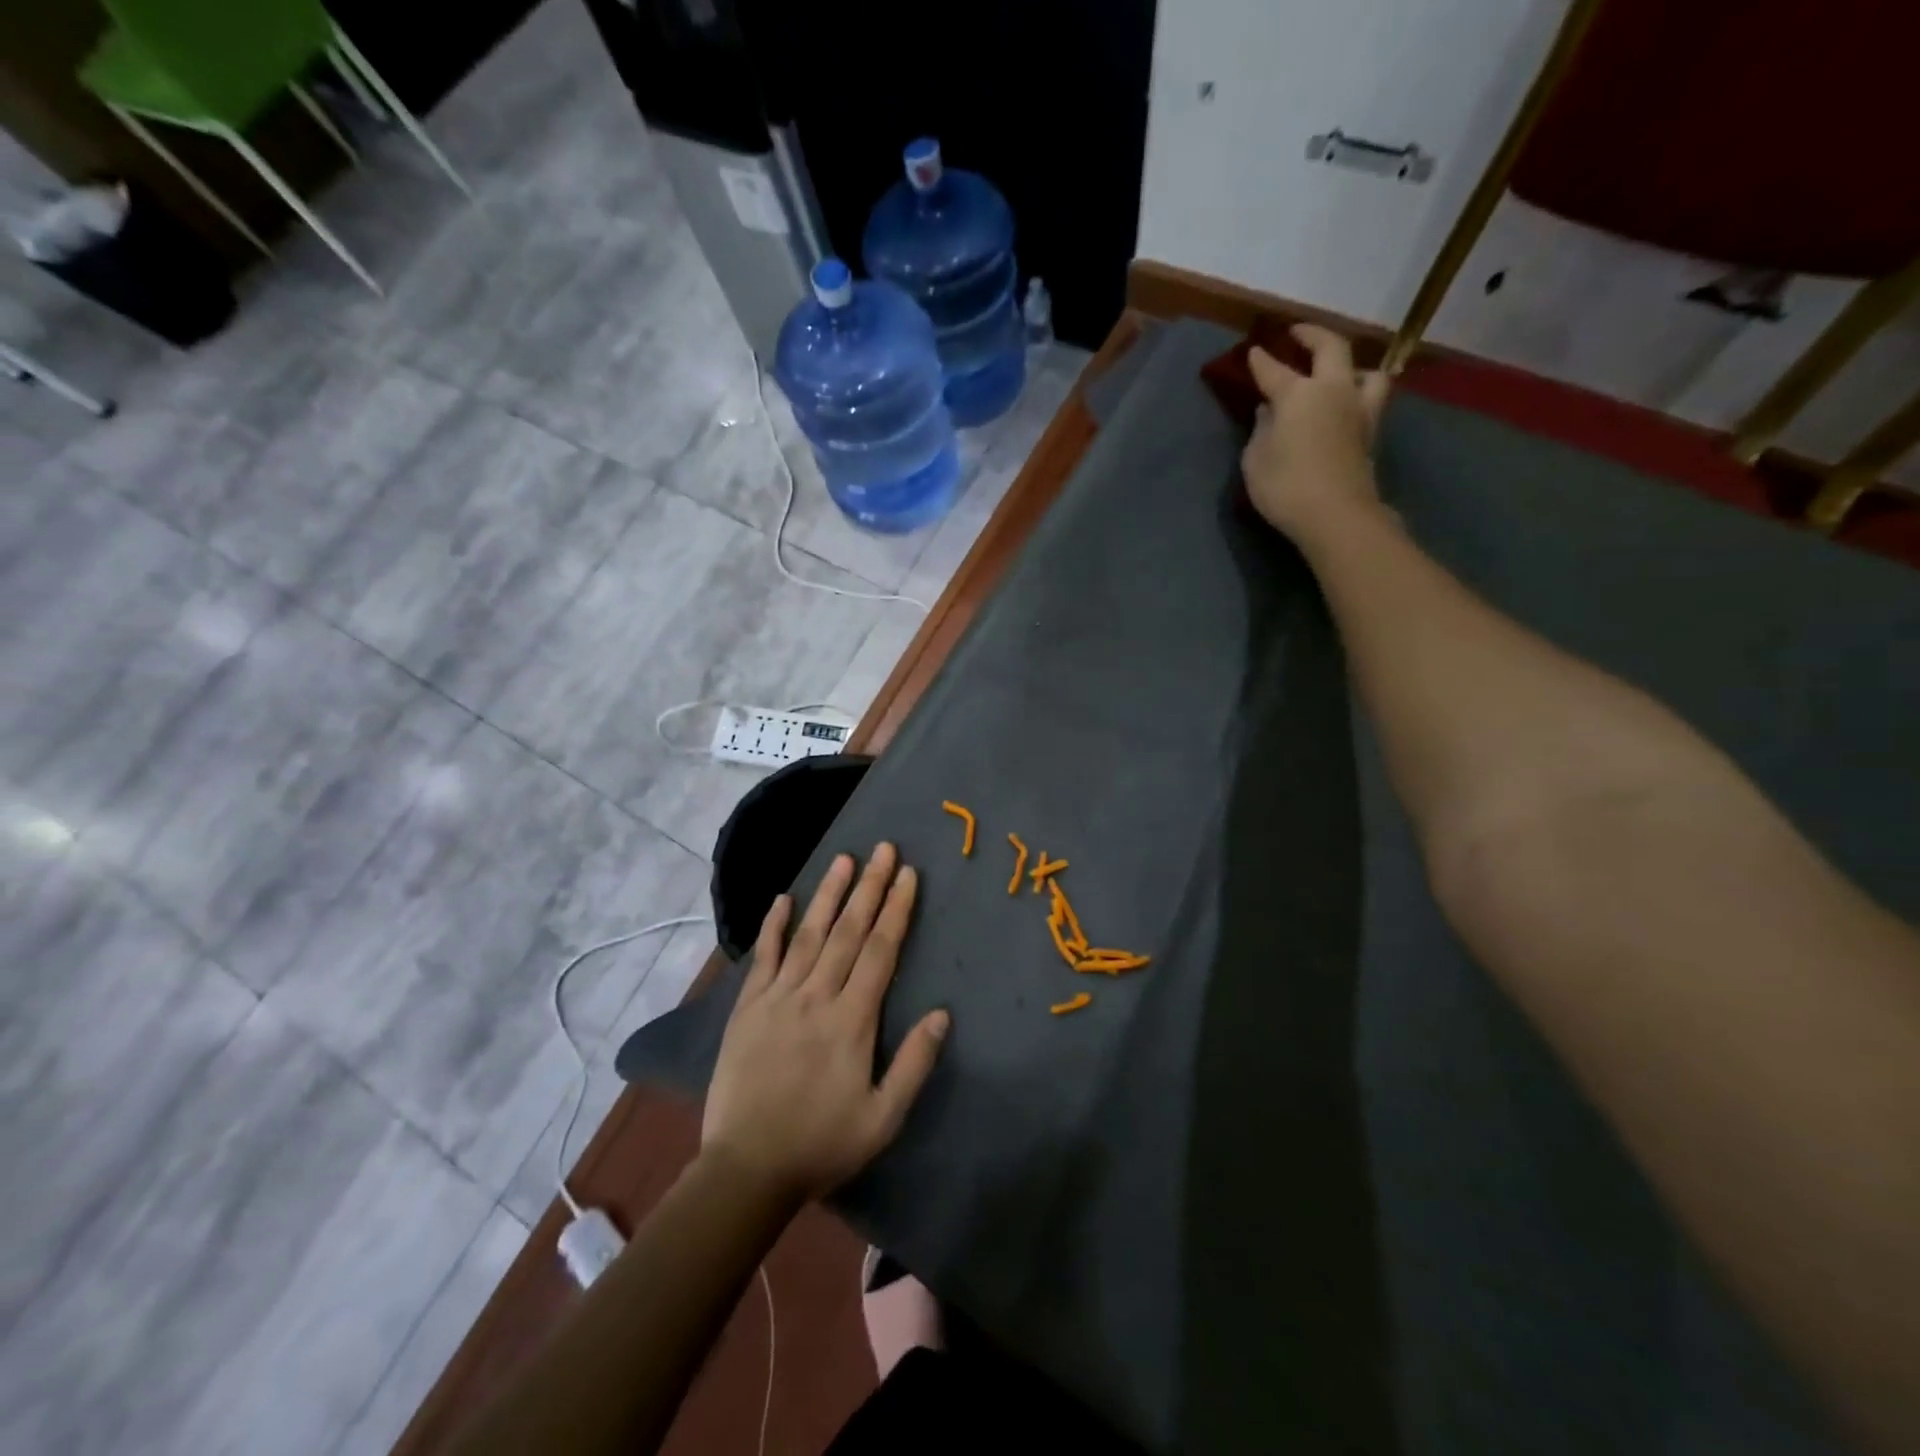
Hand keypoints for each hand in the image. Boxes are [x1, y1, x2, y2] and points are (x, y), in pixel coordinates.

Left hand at [701, 844, 949, 1203]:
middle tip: (883, 848)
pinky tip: (784, 898)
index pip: (880, 950)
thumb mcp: (882, 1118)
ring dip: (828, 894)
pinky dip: (774, 926)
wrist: (746, 1170)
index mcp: (852, 1020)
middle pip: (849, 931)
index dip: (896, 909)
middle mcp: (816, 996)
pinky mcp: (748, 1008)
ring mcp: (778, 998)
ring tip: (843, 859)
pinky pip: (763, 957)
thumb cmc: (821, 1144)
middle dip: (869, 887)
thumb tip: (942, 1014)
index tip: (907, 874)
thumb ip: (913, 1064)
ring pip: (808, 934)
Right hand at [1241, 325, 1390, 541]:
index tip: (1253, 351)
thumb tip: (1268, 411)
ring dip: (1353, 366)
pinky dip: (1361, 394)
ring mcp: (1358, 410)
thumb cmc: (1285, 486)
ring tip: (1341, 373)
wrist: (1335, 513)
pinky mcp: (1371, 433)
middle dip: (1313, 335)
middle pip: (1331, 348)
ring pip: (1366, 371)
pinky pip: (1371, 399)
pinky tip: (1349, 405)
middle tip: (1298, 333)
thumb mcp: (1256, 460)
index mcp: (1298, 394)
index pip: (1274, 370)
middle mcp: (1333, 390)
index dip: (1261, 361)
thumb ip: (1261, 430)